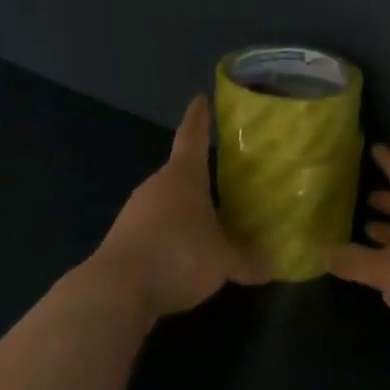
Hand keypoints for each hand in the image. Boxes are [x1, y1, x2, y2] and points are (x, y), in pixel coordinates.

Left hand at [90, 97, 267, 318]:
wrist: (116, 290)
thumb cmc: (178, 256)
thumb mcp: (223, 261)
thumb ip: (247, 261)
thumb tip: (273, 266)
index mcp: (183, 176)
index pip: (192, 137)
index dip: (199, 118)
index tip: (200, 99)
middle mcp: (156, 186)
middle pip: (181, 172)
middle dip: (201, 176)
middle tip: (226, 178)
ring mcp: (135, 211)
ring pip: (167, 202)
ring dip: (185, 209)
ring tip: (210, 221)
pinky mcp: (123, 239)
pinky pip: (154, 228)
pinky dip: (170, 235)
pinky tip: (184, 255)